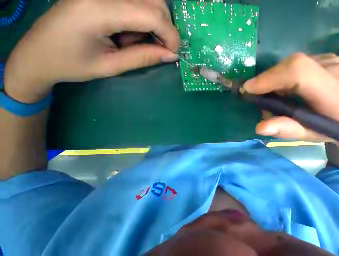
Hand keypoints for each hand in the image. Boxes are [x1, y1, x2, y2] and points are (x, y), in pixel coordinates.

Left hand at [4, 0, 178, 102]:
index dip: (171, 35)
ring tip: (133, 39)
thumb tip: (172, 55)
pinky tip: (126, 28)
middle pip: (154, 1)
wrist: (36, 52)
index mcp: (98, 10)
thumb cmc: (68, 64)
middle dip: (165, 28)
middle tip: (156, 47)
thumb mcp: (110, 66)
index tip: (173, 53)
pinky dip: (141, 15)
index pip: (152, 15)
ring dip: (152, 21)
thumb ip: (143, 57)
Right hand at [244, 53, 338, 179]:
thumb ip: (285, 130)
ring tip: (273, 95)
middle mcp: (337, 71)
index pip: (299, 73)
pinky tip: (286, 89)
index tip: (248, 88)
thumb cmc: (328, 131)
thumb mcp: (306, 135)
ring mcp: (334, 61)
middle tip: (258, 95)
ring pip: (292, 64)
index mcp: (336, 94)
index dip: (270, 78)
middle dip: (268, 80)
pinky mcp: (328, 58)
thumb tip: (260, 127)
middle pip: (293, 65)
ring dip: (275, 79)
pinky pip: (298, 64)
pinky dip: (284, 76)